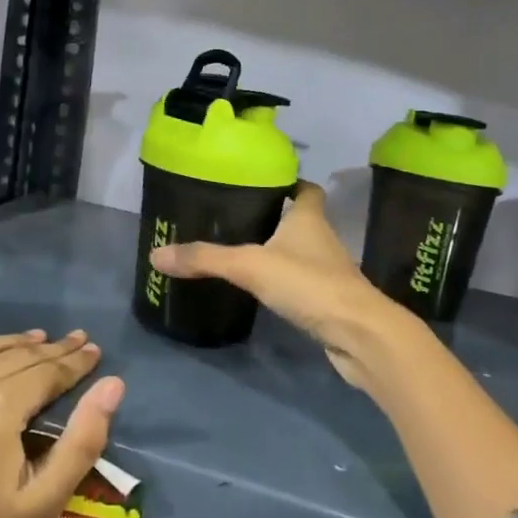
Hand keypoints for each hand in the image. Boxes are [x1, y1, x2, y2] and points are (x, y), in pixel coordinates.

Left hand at [0, 331, 125, 517]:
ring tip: (33, 340)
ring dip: (8, 343)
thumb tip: (112, 384)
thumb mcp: (46, 498)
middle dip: (48, 350)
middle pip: (13, 355)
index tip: (92, 350)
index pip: (45, 370)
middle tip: (72, 342)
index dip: (74, 361)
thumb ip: (84, 439)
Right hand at [148, 181, 419, 393]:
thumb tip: (156, 254)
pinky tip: (260, 289)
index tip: (264, 182)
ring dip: (278, 251)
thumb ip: (205, 259)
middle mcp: (322, 240)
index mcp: (309, 219)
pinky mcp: (328, 302)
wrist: (360, 336)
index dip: (290, 183)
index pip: (306, 190)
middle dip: (274, 218)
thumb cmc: (309, 285)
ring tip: (240, 251)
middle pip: (300, 220)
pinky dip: (284, 282)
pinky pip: (301, 284)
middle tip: (235, 217)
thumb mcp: (250, 266)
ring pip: (300, 253)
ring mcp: (328, 273)